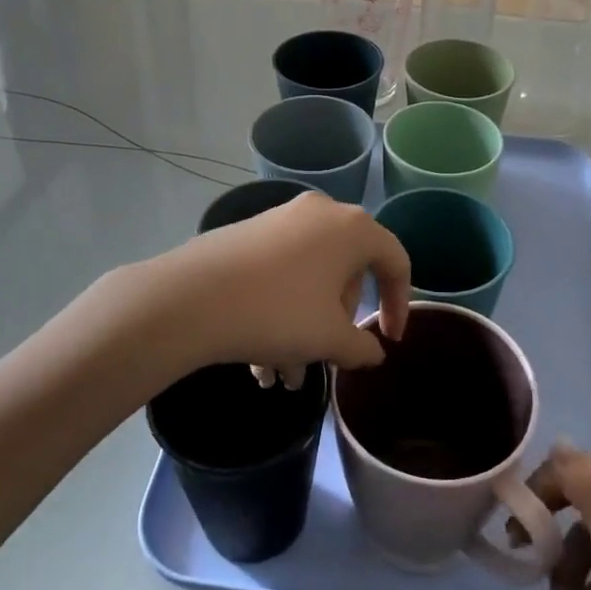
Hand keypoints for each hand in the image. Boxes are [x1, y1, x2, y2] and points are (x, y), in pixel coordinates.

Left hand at [135, 192, 409, 380]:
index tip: (388, 339)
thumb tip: (373, 352)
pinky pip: (281, 272)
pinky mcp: (249, 232)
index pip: (395, 261)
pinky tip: (258, 358)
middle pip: (347, 272)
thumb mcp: (330, 339)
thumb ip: (363, 347)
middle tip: (323, 360)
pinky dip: (279, 311)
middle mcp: (321, 213)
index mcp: (353, 228)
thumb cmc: (278, 313)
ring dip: (304, 328)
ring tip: (281, 376)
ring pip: (309, 278)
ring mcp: (282, 219)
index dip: (399, 303)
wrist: (192, 298)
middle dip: (337, 323)